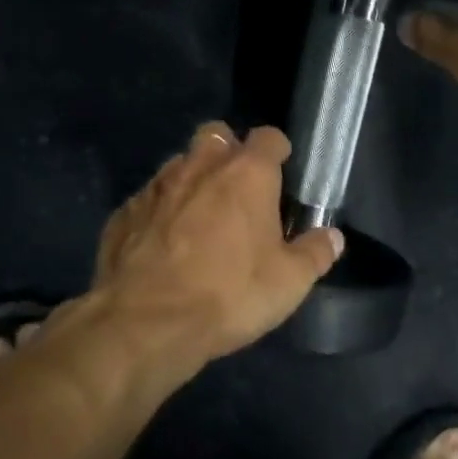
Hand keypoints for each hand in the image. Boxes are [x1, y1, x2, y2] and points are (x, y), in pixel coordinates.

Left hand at [89, 123, 343, 361]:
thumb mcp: (289, 282)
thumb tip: (333, 236)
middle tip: (238, 189)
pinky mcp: (124, 212)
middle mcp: (200, 166)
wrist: (144, 323)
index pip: (268, 137)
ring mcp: (157, 186)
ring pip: (179, 164)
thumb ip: (315, 253)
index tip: (282, 172)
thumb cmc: (229, 294)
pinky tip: (163, 243)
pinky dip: (160, 212)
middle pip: (216, 135)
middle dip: (228, 152)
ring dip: (192, 180)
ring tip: (200, 217)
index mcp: (246, 174)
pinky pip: (148, 199)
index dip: (277, 151)